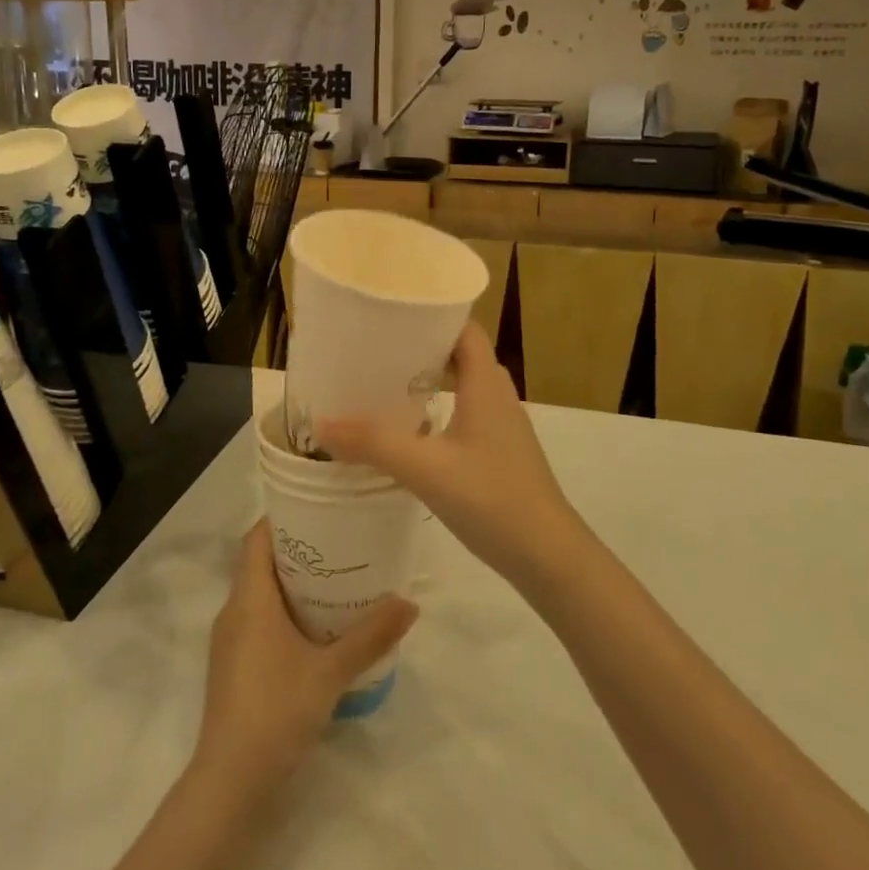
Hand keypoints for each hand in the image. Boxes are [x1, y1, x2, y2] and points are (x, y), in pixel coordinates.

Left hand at [193, 521, 416, 803]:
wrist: (230, 783)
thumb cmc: (275, 711)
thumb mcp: (330, 671)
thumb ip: (370, 636)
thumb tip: (410, 602)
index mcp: (249, 598)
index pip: (257, 538)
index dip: (282, 518)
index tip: (318, 508)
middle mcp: (234, 611)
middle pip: (260, 562)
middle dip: (297, 549)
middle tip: (340, 542)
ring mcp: (230, 641)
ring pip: (260, 594)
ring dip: (293, 583)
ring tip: (336, 579)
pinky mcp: (234, 666)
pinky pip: (258, 620)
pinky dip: (285, 612)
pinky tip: (318, 628)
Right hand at [318, 323, 583, 588]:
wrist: (547, 555)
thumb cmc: (492, 498)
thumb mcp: (426, 469)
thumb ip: (373, 444)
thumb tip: (321, 424)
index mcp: (486, 383)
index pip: (464, 328)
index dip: (432, 314)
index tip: (391, 314)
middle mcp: (497, 395)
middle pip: (460, 353)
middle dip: (421, 346)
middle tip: (377, 348)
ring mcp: (502, 425)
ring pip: (464, 385)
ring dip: (429, 379)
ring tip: (385, 383)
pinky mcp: (499, 451)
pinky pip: (466, 413)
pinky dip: (439, 409)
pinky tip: (410, 430)